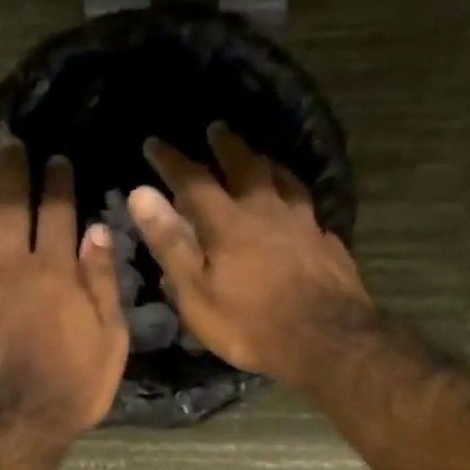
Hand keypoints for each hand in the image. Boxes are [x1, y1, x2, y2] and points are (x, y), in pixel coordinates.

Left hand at [0, 137, 128, 435]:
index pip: (57, 211)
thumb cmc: (73, 385)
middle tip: (9, 144)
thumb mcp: (109, 339)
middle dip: (11, 172)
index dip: (57, 181)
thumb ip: (102, 282)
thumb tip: (97, 230)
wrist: (12, 422)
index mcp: (56, 271)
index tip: (56, 158)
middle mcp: (12, 266)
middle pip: (9, 207)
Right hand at [126, 124, 371, 386]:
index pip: (193, 180)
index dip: (171, 161)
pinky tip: (297, 206)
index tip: (154, 143)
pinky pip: (307, 207)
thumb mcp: (197, 293)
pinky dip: (294, 196)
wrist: (328, 341)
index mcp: (228, 222)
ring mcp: (303, 223)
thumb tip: (142, 194)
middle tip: (217, 128)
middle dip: (227, 145)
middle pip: (246, 165)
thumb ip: (171, 243)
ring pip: (283, 179)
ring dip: (266, 163)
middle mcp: (267, 210)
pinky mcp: (326, 241)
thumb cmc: (251, 324)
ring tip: (259, 156)